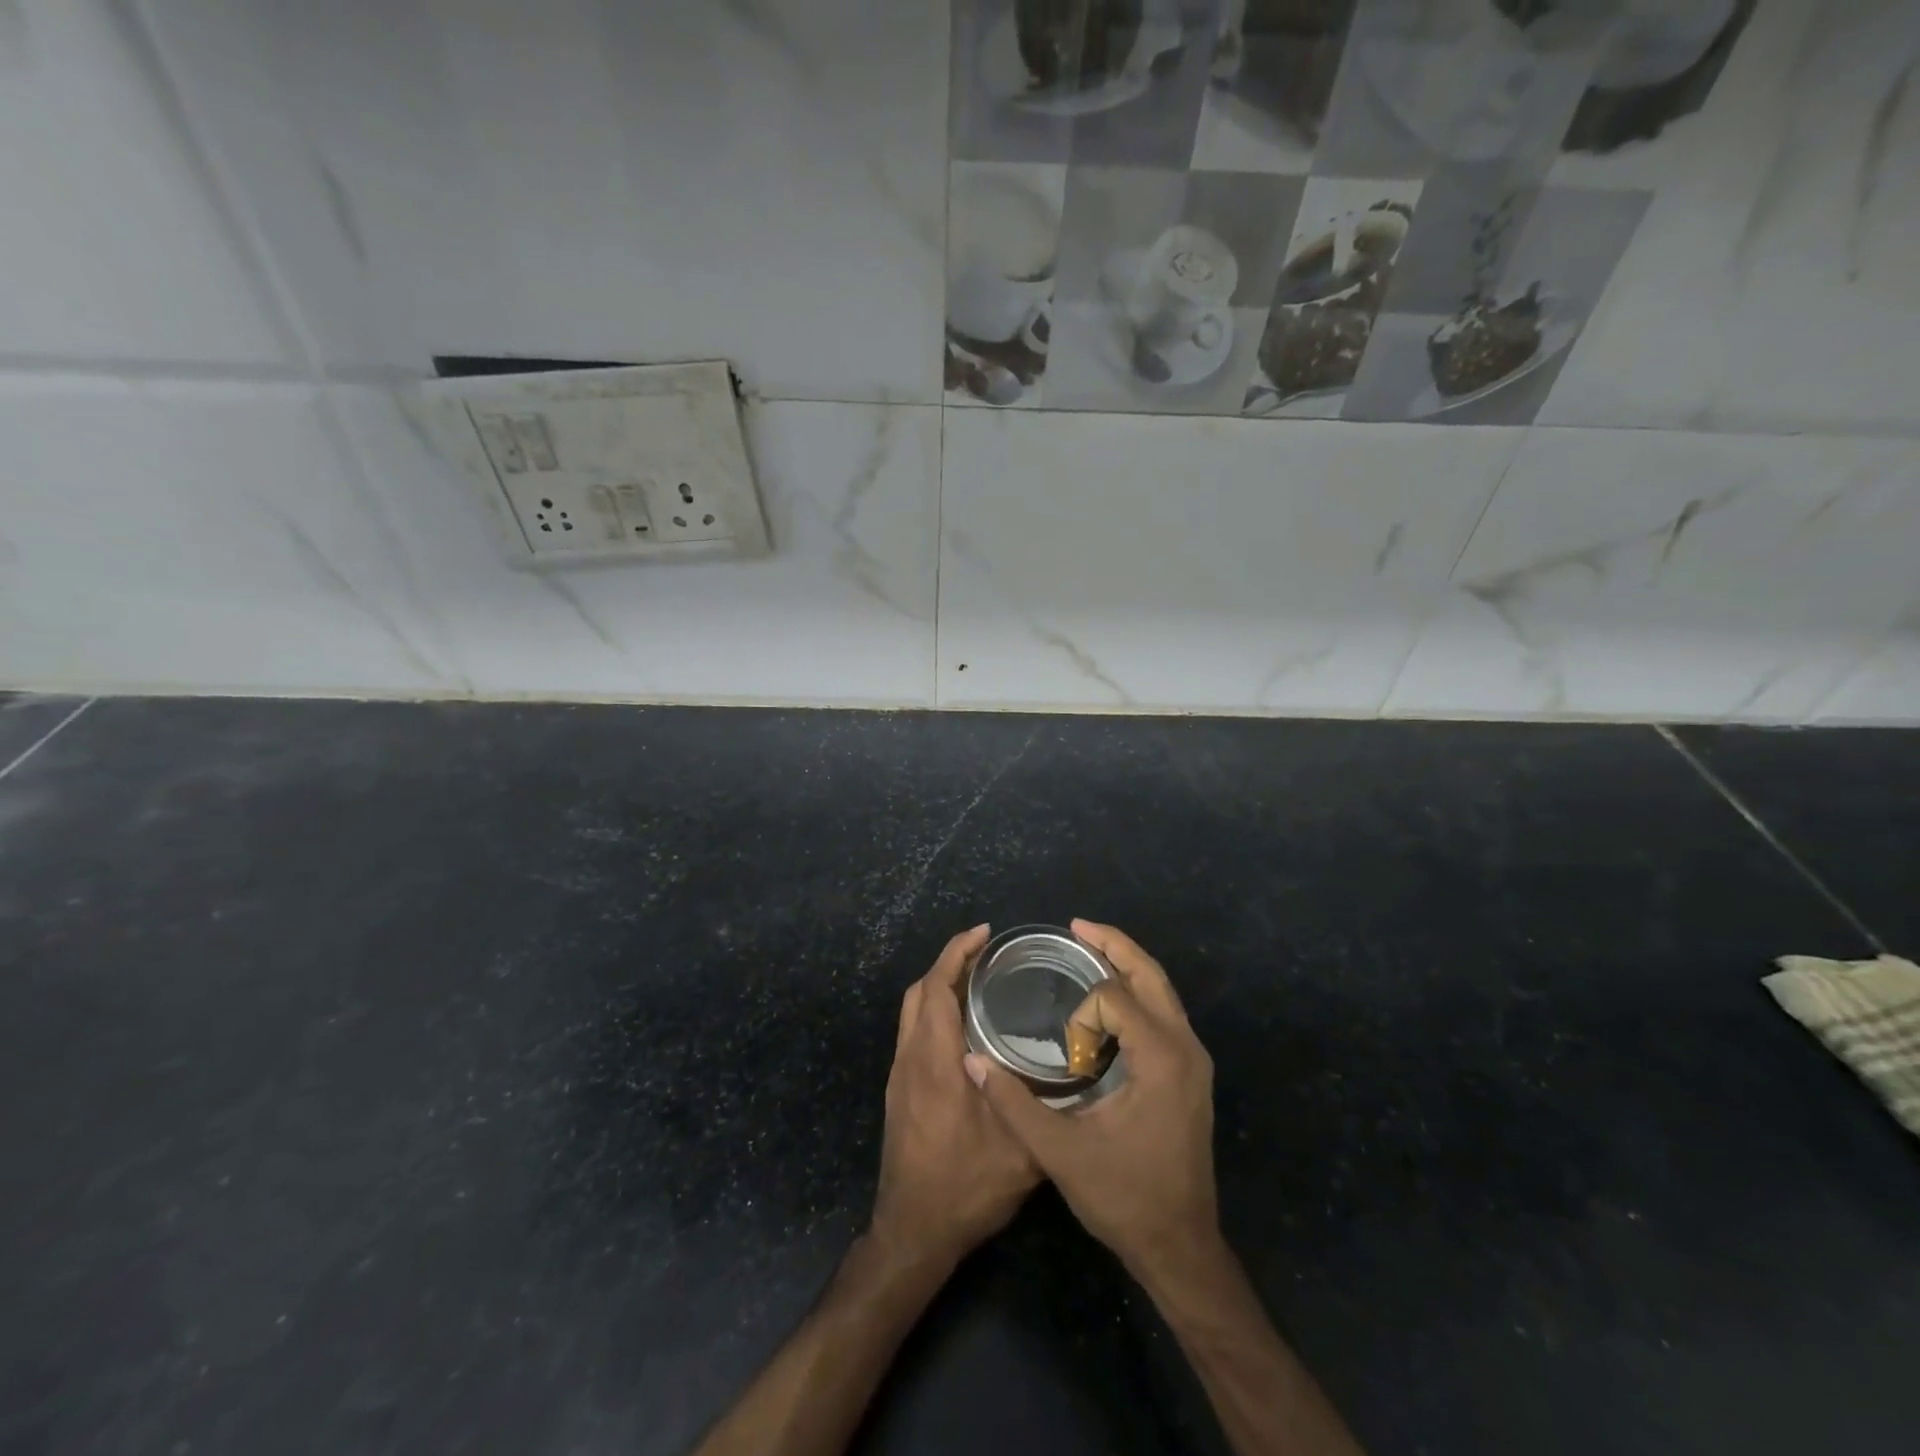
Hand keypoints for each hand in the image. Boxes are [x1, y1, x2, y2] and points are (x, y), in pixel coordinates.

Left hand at [872, 924, 1040, 1264]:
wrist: (913, 1232)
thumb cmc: (965, 1187)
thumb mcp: (1020, 1151)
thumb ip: (1040, 1106)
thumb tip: (1066, 1069)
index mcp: (934, 1060)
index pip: (937, 986)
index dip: (957, 952)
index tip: (984, 933)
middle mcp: (911, 1058)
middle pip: (920, 991)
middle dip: (949, 963)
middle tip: (987, 954)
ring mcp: (901, 1075)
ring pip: (913, 1012)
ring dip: (939, 987)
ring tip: (979, 983)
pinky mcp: (900, 1091)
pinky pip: (914, 1032)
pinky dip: (935, 1012)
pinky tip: (965, 1029)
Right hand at [966, 920, 1218, 1281]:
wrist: (1180, 1247)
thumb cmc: (1124, 1198)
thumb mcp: (1061, 1152)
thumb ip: (1014, 1103)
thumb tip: (971, 1063)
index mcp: (1162, 1058)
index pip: (1116, 998)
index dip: (1083, 1014)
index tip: (1067, 1055)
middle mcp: (1186, 1047)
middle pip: (1151, 974)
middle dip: (1113, 945)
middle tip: (1076, 927)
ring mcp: (1194, 1059)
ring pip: (1162, 990)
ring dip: (1126, 965)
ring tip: (1087, 950)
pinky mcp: (1190, 1072)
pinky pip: (1164, 1012)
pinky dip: (1135, 993)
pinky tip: (1106, 1003)